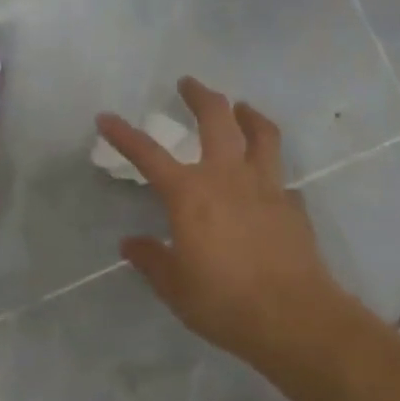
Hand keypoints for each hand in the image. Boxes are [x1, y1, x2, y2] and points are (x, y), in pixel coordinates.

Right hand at [97, 79, 354, 371]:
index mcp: (190, 193)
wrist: (293, 317)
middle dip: (200, 95)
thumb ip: (151, 259)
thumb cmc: (224, 301)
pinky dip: (271, 172)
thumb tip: (131, 244)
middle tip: (188, 83)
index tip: (106, 117)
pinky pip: (281, 178)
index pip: (148, 154)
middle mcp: (228, 177)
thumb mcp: (175, 286)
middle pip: (216, 119)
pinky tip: (268, 184)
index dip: (124, 135)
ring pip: (262, 134)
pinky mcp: (293, 205)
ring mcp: (266, 187)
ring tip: (242, 108)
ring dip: (248, 115)